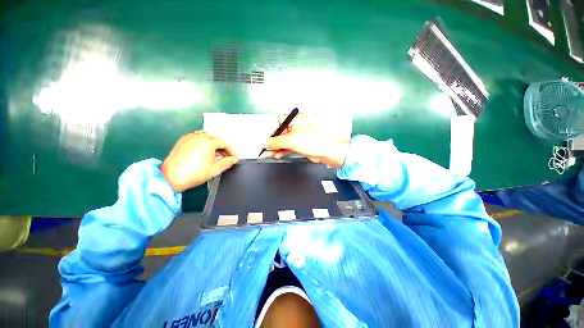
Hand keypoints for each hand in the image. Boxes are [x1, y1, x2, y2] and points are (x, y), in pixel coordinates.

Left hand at [161, 131, 238, 191]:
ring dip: (214, 145)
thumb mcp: (216, 169)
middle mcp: (200, 135)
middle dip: (224, 147)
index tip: (235, 157)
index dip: (232, 151)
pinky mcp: (183, 140)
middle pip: (217, 139)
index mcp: (209, 141)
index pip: (225, 143)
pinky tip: (205, 152)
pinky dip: (205, 143)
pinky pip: (198, 138)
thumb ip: (228, 162)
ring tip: (216, 155)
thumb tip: (234, 158)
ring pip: (207, 137)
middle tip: (227, 156)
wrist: (171, 177)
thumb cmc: (195, 173)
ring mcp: (190, 137)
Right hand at [265, 114, 349, 168]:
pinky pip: (289, 146)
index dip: (271, 131)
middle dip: (272, 142)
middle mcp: (297, 126)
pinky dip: (283, 150)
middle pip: (280, 133)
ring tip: (270, 153)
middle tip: (266, 149)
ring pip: (284, 141)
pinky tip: (277, 154)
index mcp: (296, 120)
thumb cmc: (318, 141)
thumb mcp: (292, 140)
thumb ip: (277, 141)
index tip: (266, 140)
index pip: (278, 122)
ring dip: (276, 148)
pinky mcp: (302, 144)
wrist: (329, 151)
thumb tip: (266, 142)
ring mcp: (300, 136)